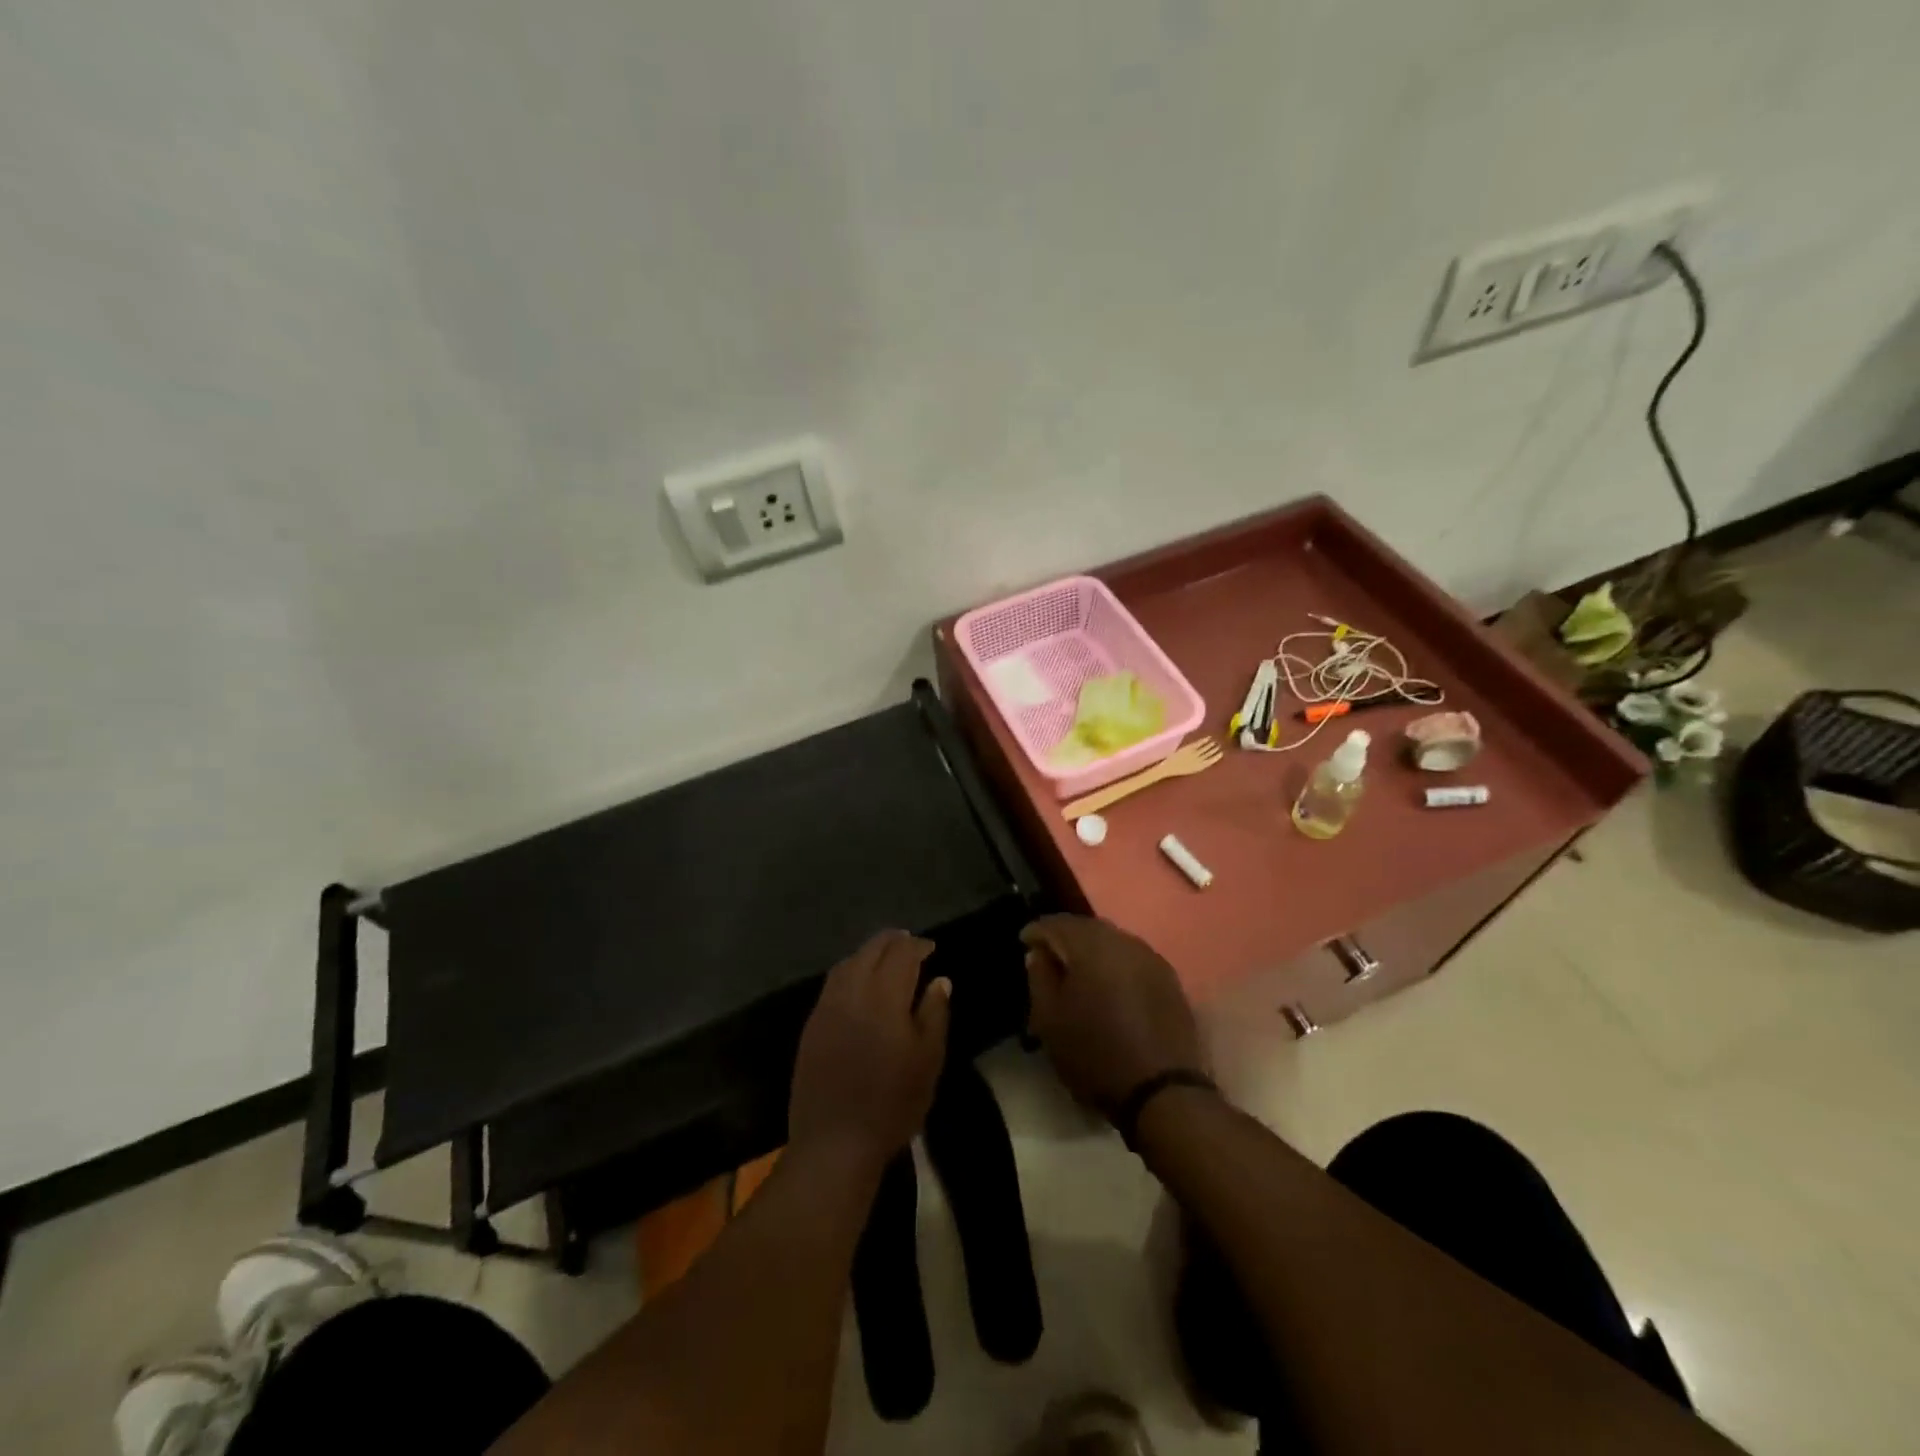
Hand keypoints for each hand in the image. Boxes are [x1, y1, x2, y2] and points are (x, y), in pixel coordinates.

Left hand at [789, 931, 950, 1173]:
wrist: (835, 1141)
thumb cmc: (893, 1102)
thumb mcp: (928, 1059)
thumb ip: (934, 1013)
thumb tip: (939, 980)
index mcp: (884, 996)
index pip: (902, 954)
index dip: (918, 946)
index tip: (931, 948)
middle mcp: (852, 991)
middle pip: (871, 950)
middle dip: (892, 942)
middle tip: (909, 943)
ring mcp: (826, 1007)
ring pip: (848, 963)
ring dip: (868, 953)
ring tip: (885, 957)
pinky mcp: (811, 1025)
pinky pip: (833, 983)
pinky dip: (850, 971)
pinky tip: (859, 983)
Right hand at [1022, 915, 1202, 1112]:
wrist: (1162, 1091)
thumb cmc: (1095, 1055)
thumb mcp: (1050, 1021)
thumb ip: (1039, 978)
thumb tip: (1039, 954)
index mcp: (1091, 946)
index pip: (1056, 923)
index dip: (1036, 931)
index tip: (1024, 943)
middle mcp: (1123, 941)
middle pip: (1086, 927)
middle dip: (1065, 936)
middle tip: (1049, 955)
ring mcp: (1151, 957)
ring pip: (1112, 940)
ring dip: (1092, 949)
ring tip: (1078, 970)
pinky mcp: (1169, 978)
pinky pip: (1132, 957)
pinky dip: (1115, 963)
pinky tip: (1109, 984)